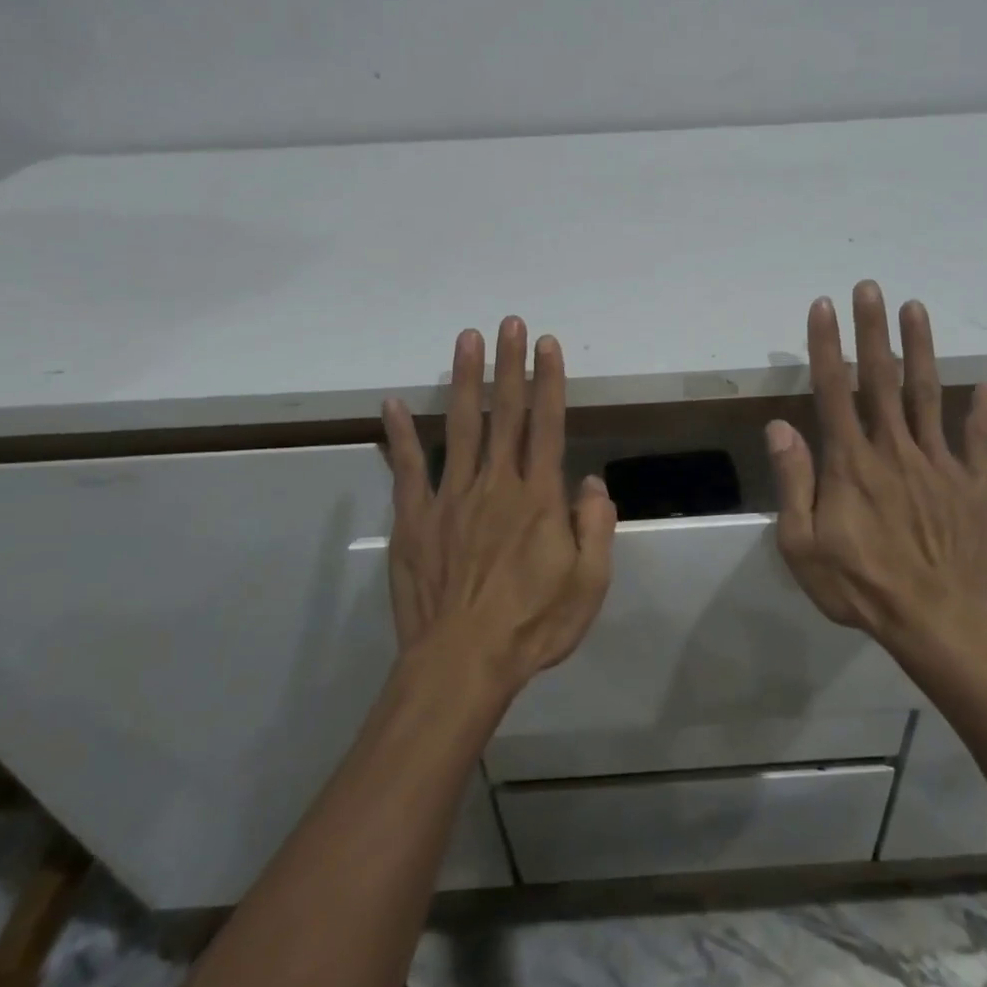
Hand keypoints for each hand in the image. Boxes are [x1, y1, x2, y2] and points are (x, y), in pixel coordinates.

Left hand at [382, 317, 615, 692]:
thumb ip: (595, 527)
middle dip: (510, 365)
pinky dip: (399, 436)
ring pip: (460, 428)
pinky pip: (407, 470)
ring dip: (465, 381)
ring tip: (466, 339)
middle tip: (509, 323)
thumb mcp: (588, 584)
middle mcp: (495, 485)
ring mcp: (450, 499)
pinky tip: (392, 405)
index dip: (549, 382)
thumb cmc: (533, 625)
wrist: (462, 663)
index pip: (546, 426)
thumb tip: (592, 483)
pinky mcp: (415, 519)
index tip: (548, 345)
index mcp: (537, 498)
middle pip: (504, 414)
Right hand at [766, 281, 986, 664]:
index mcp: (850, 462)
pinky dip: (983, 413)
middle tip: (870, 287)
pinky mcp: (973, 483)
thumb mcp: (802, 544)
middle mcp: (894, 449)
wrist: (937, 620)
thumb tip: (778, 426)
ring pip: (928, 395)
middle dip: (873, 330)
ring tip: (917, 308)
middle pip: (881, 379)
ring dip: (921, 349)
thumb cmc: (859, 585)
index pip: (833, 390)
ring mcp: (938, 463)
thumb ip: (793, 481)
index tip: (823, 307)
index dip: (827, 346)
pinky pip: (978, 440)